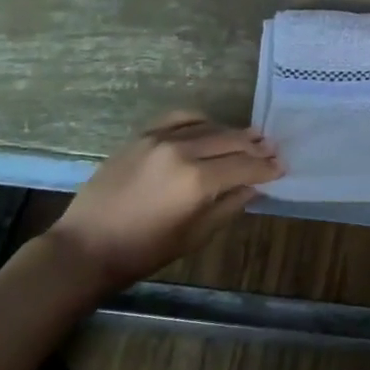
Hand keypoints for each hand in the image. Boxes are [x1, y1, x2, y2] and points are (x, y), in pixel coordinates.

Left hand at [44, 111, 283, 290]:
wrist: (87, 246)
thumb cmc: (144, 251)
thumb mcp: (195, 235)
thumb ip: (228, 205)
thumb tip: (253, 186)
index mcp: (197, 181)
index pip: (244, 166)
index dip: (266, 168)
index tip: (282, 168)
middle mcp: (182, 151)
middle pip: (230, 141)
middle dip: (255, 147)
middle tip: (273, 151)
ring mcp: (160, 139)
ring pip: (208, 126)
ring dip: (232, 133)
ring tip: (250, 138)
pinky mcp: (142, 135)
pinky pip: (180, 118)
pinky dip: (201, 120)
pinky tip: (211, 127)